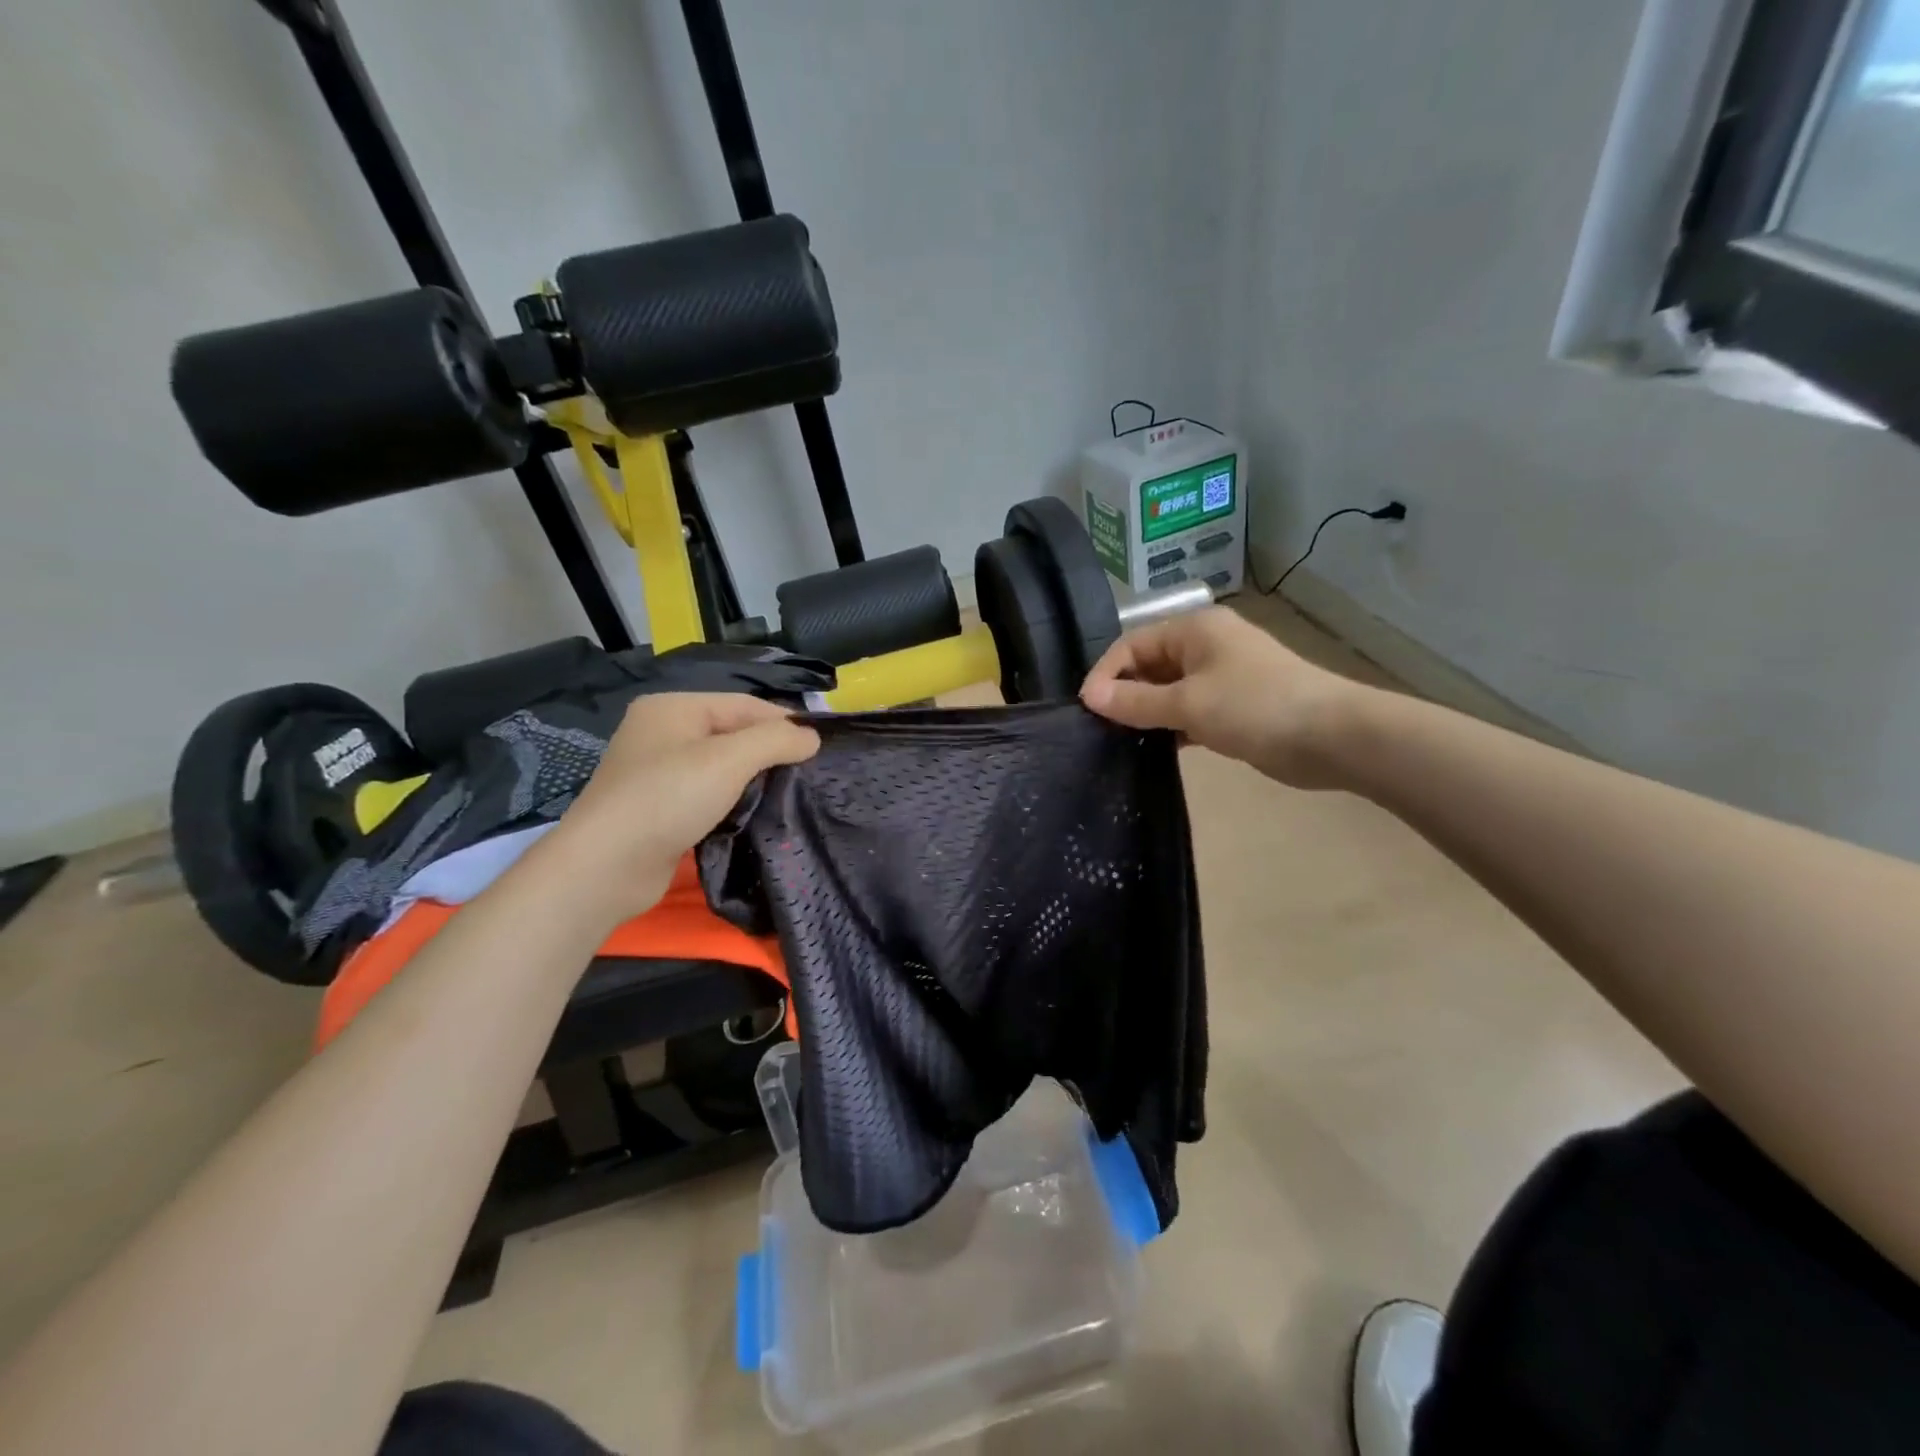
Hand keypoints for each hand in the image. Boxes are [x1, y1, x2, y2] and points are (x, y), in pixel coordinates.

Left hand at [548, 693, 818, 922]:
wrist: (605, 867)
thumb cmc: (668, 799)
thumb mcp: (729, 760)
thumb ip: (775, 740)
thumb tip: (811, 737)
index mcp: (673, 708)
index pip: (744, 704)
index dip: (783, 722)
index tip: (819, 747)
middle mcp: (662, 732)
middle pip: (732, 733)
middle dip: (769, 751)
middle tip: (807, 774)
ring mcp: (656, 771)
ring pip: (721, 765)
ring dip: (752, 778)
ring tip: (787, 794)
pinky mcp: (658, 807)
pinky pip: (706, 793)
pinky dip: (731, 800)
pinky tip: (752, 814)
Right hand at [1080, 607, 1368, 788]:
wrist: (1332, 737)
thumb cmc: (1254, 707)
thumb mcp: (1188, 704)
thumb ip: (1135, 701)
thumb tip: (1089, 697)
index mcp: (1194, 629)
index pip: (1131, 643)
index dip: (1105, 673)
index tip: (1086, 709)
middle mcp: (1205, 645)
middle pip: (1148, 664)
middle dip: (1124, 693)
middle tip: (1099, 728)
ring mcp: (1222, 676)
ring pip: (1168, 689)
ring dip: (1146, 712)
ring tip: (1119, 741)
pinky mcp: (1233, 705)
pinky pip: (1188, 709)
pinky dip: (1170, 725)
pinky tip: (1154, 749)